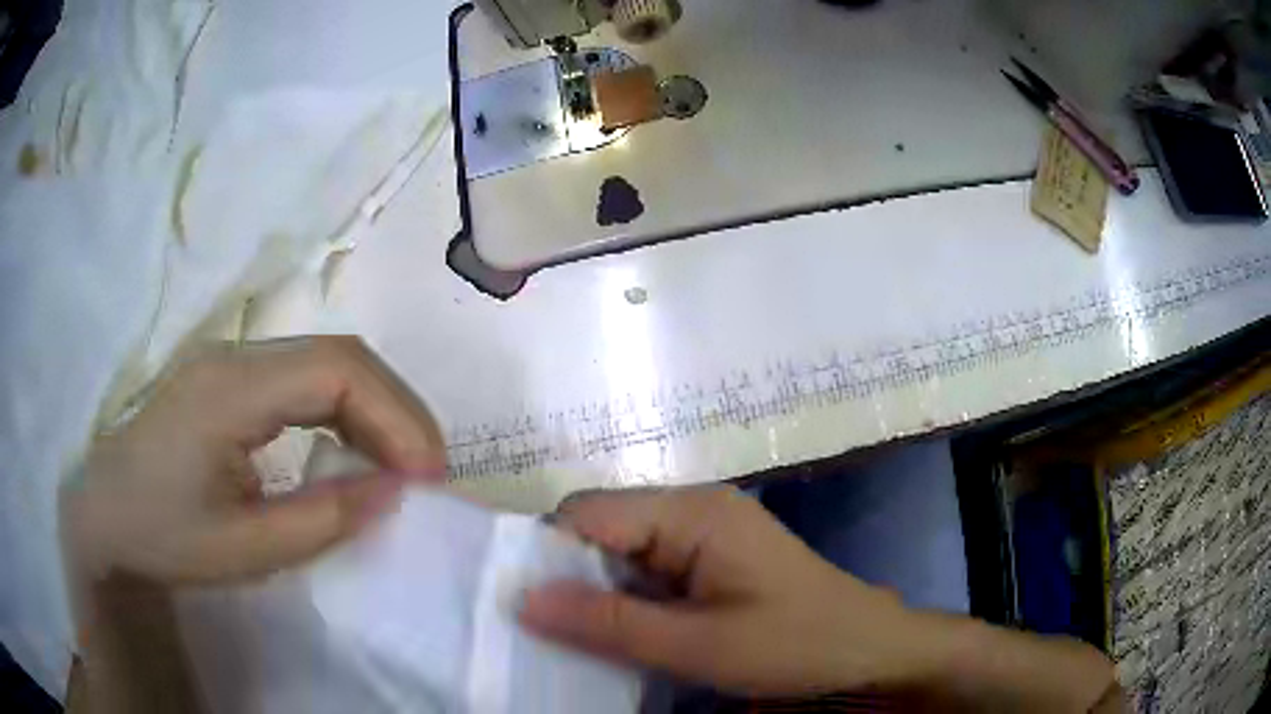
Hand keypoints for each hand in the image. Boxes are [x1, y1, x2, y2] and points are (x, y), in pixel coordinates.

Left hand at [65, 336, 445, 584]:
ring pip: (323, 363)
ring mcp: (229, 365)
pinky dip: (341, 414)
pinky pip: (301, 382)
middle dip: (395, 411)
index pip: (335, 370)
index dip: (396, 415)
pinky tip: (347, 453)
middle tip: (425, 474)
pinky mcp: (227, 383)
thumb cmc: (161, 537)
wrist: (102, 518)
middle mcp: (234, 358)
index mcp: (229, 389)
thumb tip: (394, 493)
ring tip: (397, 467)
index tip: (428, 478)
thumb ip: (322, 520)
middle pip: (338, 355)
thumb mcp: (242, 549)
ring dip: (372, 410)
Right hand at [518, 486, 938, 696]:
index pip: (587, 513)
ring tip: (580, 639)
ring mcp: (705, 533)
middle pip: (602, 529)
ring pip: (623, 552)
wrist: (868, 650)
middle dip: (571, 577)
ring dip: (599, 592)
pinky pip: (650, 569)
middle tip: (551, 632)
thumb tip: (521, 599)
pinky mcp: (713, 558)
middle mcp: (693, 508)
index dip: (547, 556)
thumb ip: (607, 623)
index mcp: (690, 512)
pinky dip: (628, 599)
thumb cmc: (793, 644)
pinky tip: (625, 634)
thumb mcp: (696, 646)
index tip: (521, 607)